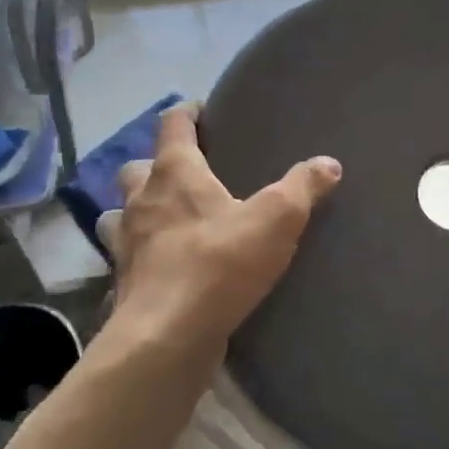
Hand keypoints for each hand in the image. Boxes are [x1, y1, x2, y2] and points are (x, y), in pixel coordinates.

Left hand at [98, 103, 341, 352]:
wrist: (166, 338)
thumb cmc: (218, 265)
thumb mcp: (276, 221)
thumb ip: (302, 187)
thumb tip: (328, 164)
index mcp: (174, 173)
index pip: (172, 124)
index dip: (187, 112)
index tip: (202, 111)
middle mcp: (141, 200)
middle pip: (137, 167)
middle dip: (156, 165)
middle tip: (186, 174)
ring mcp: (125, 242)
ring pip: (120, 212)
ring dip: (138, 210)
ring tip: (166, 220)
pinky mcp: (122, 282)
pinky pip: (126, 256)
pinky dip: (140, 253)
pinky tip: (162, 266)